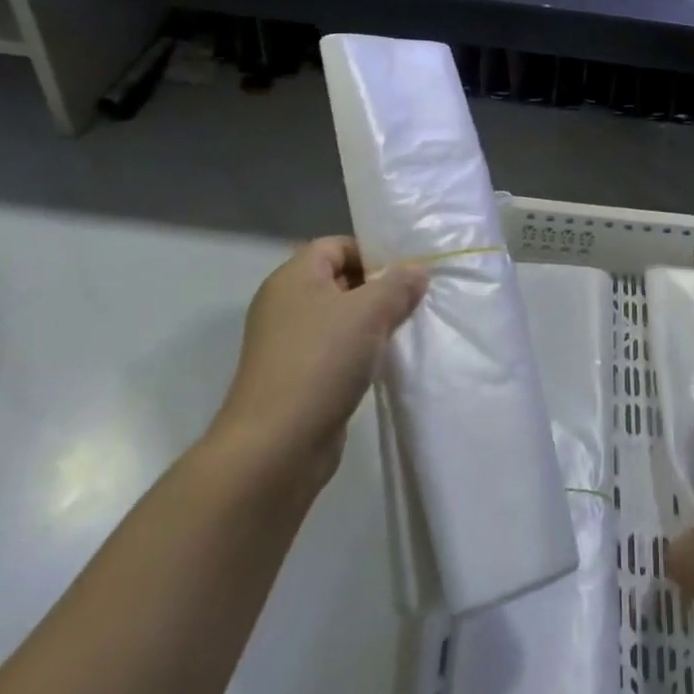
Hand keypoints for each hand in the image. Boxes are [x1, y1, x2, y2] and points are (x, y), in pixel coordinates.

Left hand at [209, 238, 427, 490]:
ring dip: (373, 323)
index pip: (337, 245)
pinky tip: (387, 362)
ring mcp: (289, 344)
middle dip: (379, 288)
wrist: (275, 447)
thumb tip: (418, 270)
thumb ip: (398, 285)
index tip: (408, 270)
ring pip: (341, 319)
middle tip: (416, 298)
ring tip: (407, 329)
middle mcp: (287, 305)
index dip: (373, 251)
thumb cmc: (320, 362)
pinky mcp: (299, 379)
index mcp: (293, 277)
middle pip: (340, 280)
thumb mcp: (369, 312)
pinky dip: (361, 353)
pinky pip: (337, 351)